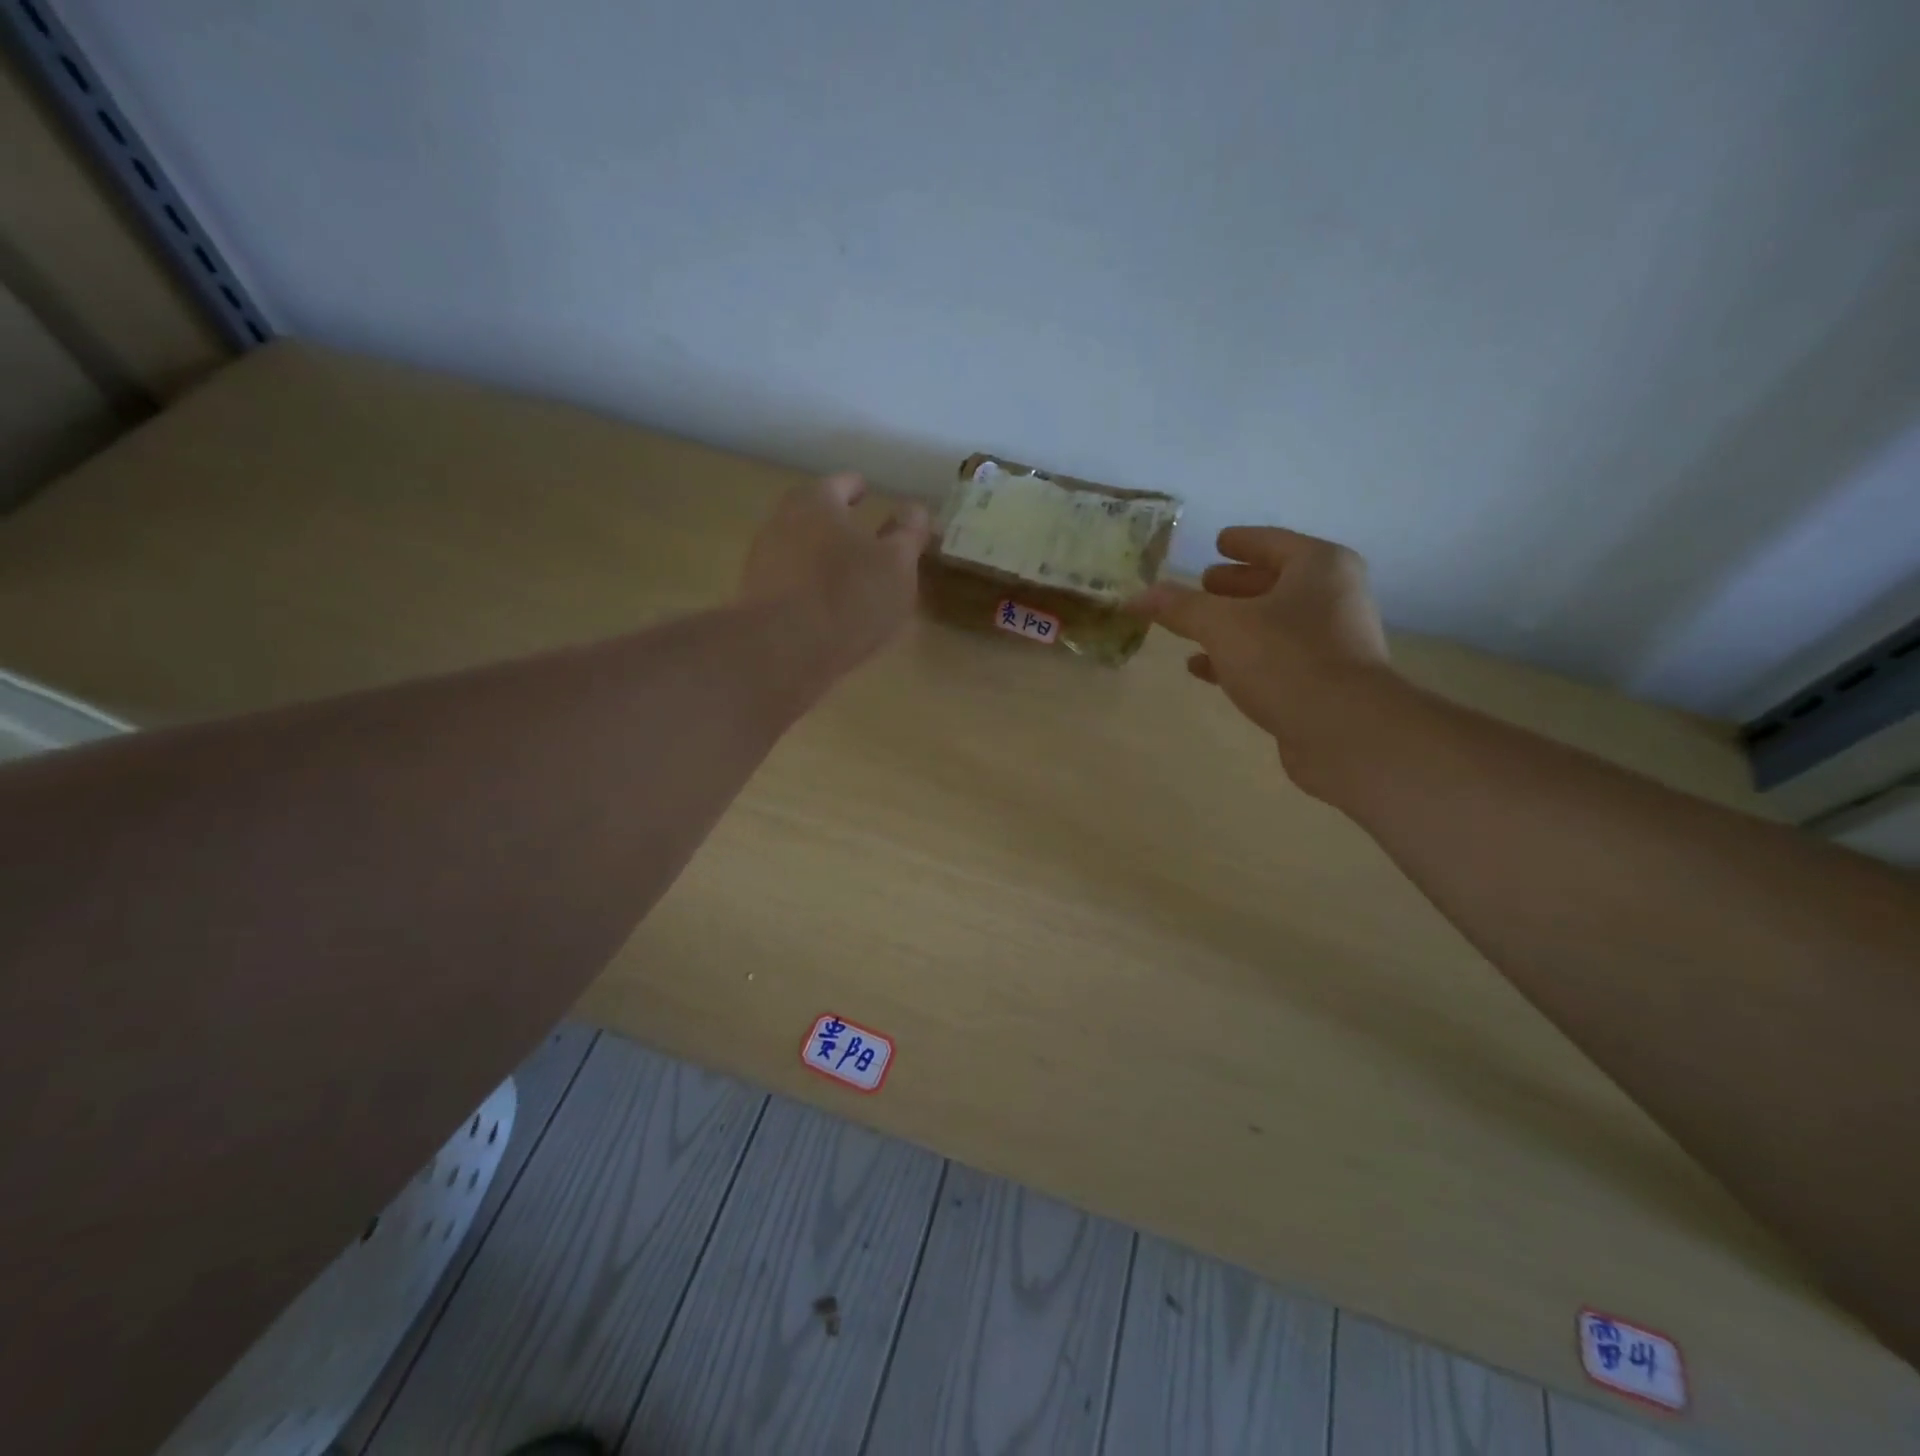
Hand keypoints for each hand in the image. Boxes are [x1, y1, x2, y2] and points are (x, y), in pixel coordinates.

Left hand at [739, 473, 932, 678]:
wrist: (782, 651)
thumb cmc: (849, 596)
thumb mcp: (897, 565)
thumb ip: (908, 534)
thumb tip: (915, 510)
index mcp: (817, 500)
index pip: (843, 483)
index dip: (859, 488)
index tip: (868, 494)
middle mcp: (782, 520)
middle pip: (815, 514)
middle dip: (838, 524)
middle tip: (863, 538)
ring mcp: (763, 560)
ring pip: (801, 549)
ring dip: (823, 558)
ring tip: (849, 578)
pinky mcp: (756, 598)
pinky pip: (791, 583)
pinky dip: (809, 588)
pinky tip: (827, 609)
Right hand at [1128, 526, 1393, 777]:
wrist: (1344, 731)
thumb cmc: (1285, 659)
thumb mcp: (1221, 626)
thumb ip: (1180, 607)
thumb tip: (1137, 595)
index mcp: (1319, 567)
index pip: (1272, 542)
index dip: (1242, 542)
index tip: (1218, 542)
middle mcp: (1333, 597)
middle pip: (1276, 582)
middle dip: (1235, 586)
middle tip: (1202, 584)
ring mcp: (1332, 641)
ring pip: (1273, 623)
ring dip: (1234, 625)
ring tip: (1195, 629)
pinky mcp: (1323, 681)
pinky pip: (1274, 658)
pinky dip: (1240, 658)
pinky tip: (1204, 669)